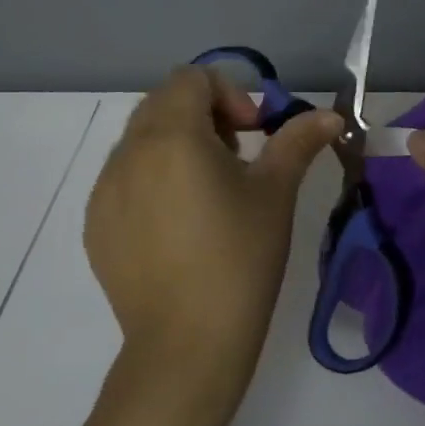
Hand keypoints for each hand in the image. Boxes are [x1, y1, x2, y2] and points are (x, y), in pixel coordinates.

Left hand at [85, 67, 340, 425]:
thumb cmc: (239, 259)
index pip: (192, 78)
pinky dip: (152, 178)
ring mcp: (104, 190)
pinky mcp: (95, 224)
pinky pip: (123, 177)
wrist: (186, 347)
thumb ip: (298, 141)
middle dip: (204, 115)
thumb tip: (329, 114)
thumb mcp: (275, 193)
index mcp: (171, 136)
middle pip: (164, 102)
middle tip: (236, 157)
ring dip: (176, 145)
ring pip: (141, 139)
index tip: (253, 134)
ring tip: (207, 192)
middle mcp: (127, 153)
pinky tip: (178, 224)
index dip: (229, 94)